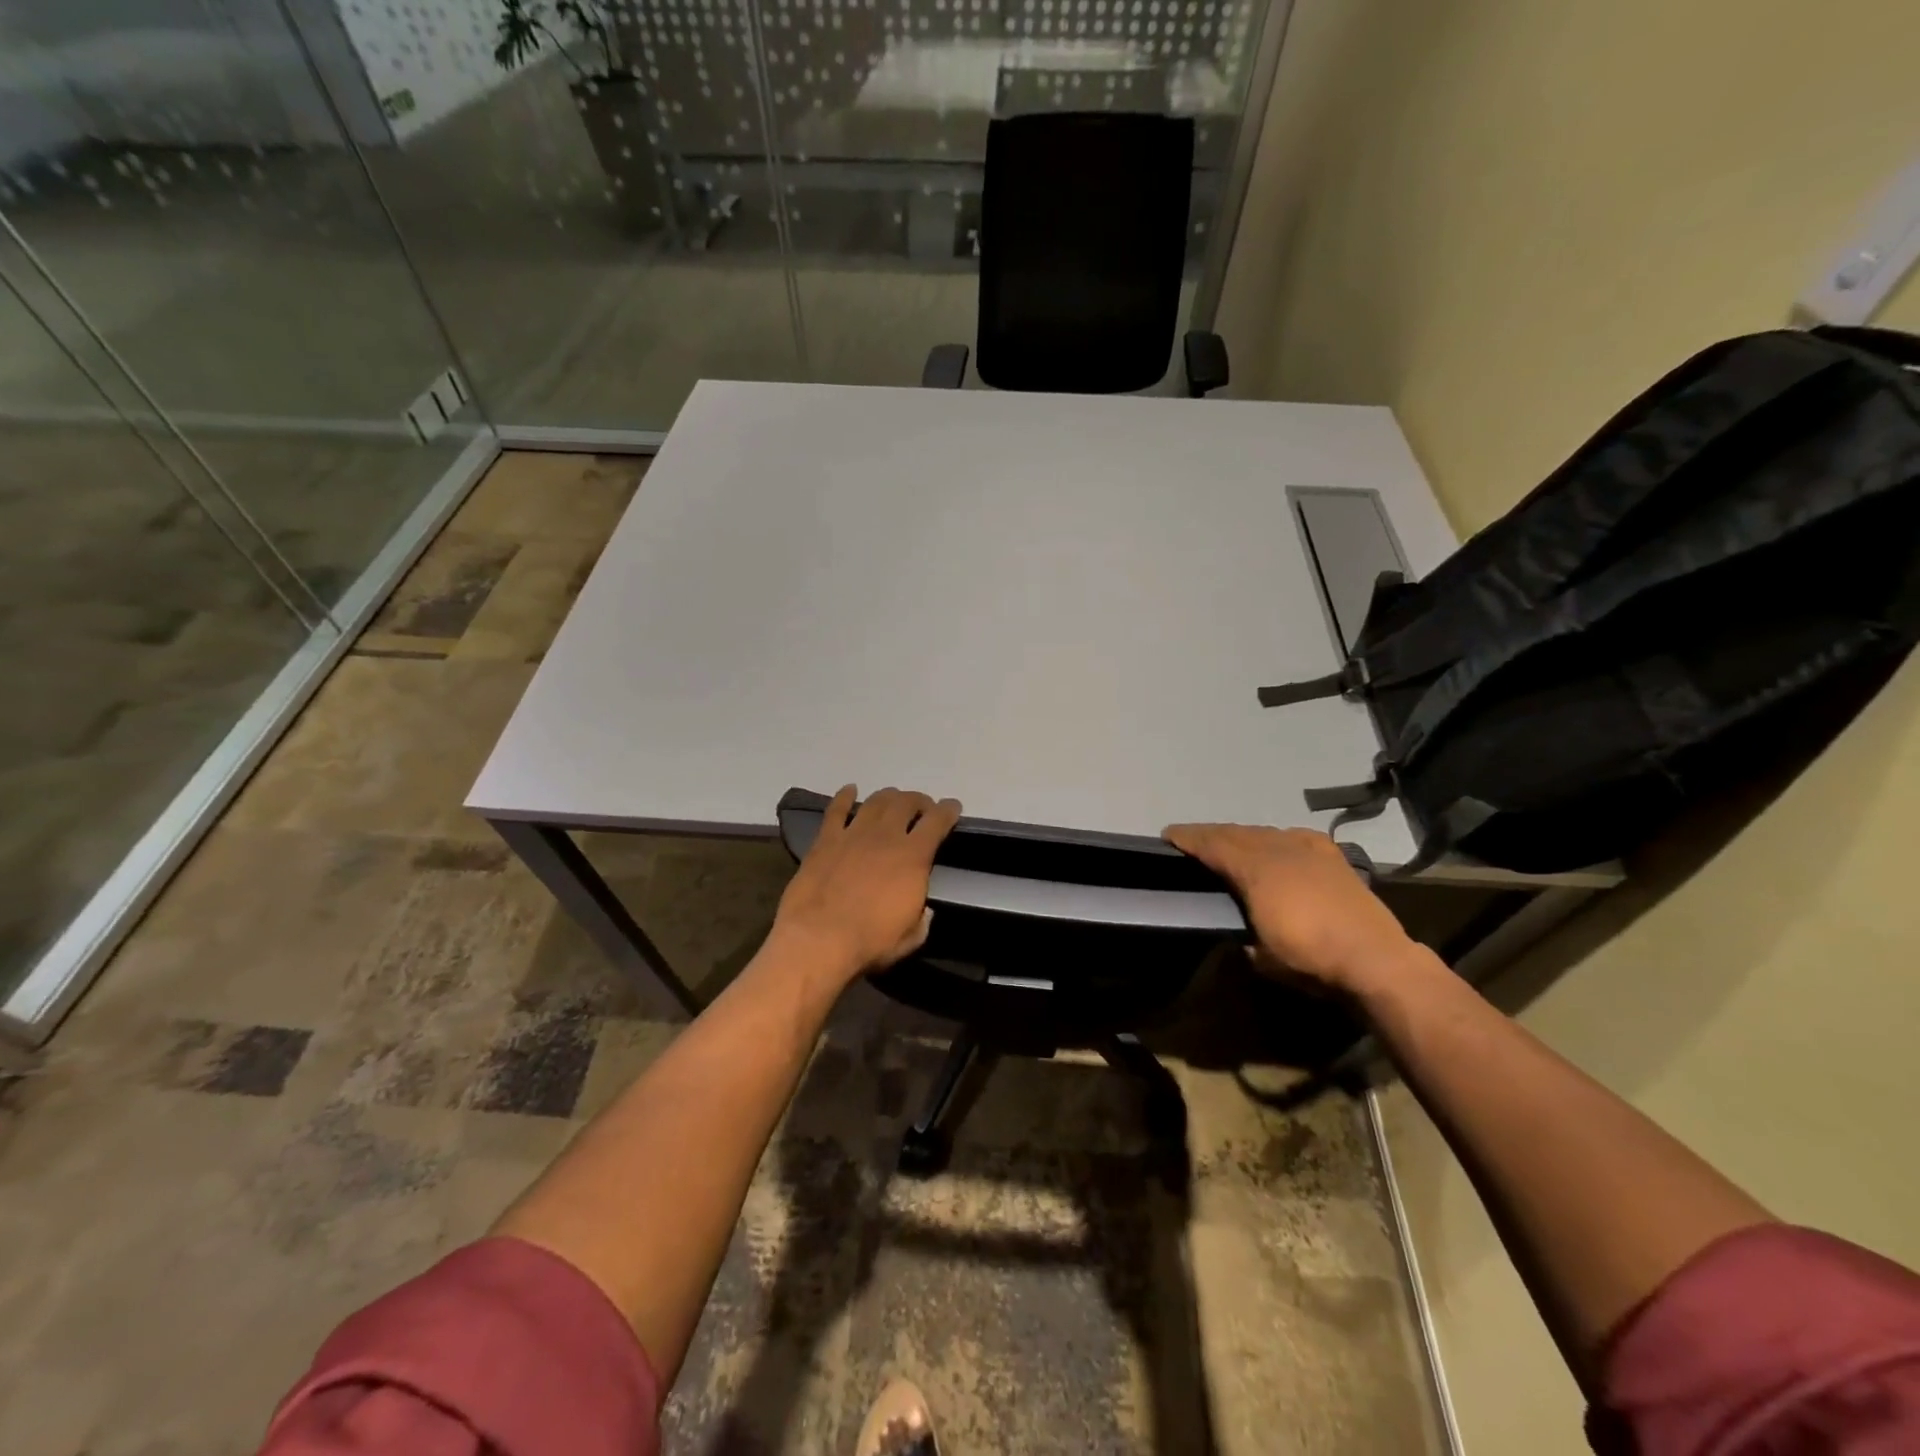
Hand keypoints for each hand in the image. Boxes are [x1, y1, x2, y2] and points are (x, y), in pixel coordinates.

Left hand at [772, 785, 961, 983]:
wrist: (818, 940)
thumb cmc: (870, 942)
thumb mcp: (911, 937)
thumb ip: (922, 918)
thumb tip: (923, 910)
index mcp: (914, 857)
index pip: (937, 821)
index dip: (948, 810)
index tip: (952, 807)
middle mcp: (886, 836)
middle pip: (906, 802)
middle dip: (918, 801)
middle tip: (921, 808)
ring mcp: (853, 834)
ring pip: (876, 801)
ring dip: (889, 796)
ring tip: (893, 800)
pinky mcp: (825, 840)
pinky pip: (836, 810)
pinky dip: (844, 796)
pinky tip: (850, 790)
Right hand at [1162, 824, 1419, 995]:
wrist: (1376, 959)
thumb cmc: (1310, 959)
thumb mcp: (1261, 956)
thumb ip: (1243, 936)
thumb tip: (1241, 934)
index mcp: (1255, 870)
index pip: (1213, 844)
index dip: (1188, 838)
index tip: (1167, 835)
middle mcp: (1278, 849)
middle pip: (1235, 832)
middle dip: (1211, 834)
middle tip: (1191, 840)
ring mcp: (1308, 849)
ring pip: (1264, 832)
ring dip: (1242, 836)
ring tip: (1229, 843)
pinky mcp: (1332, 857)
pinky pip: (1293, 837)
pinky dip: (1276, 839)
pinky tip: (1278, 845)